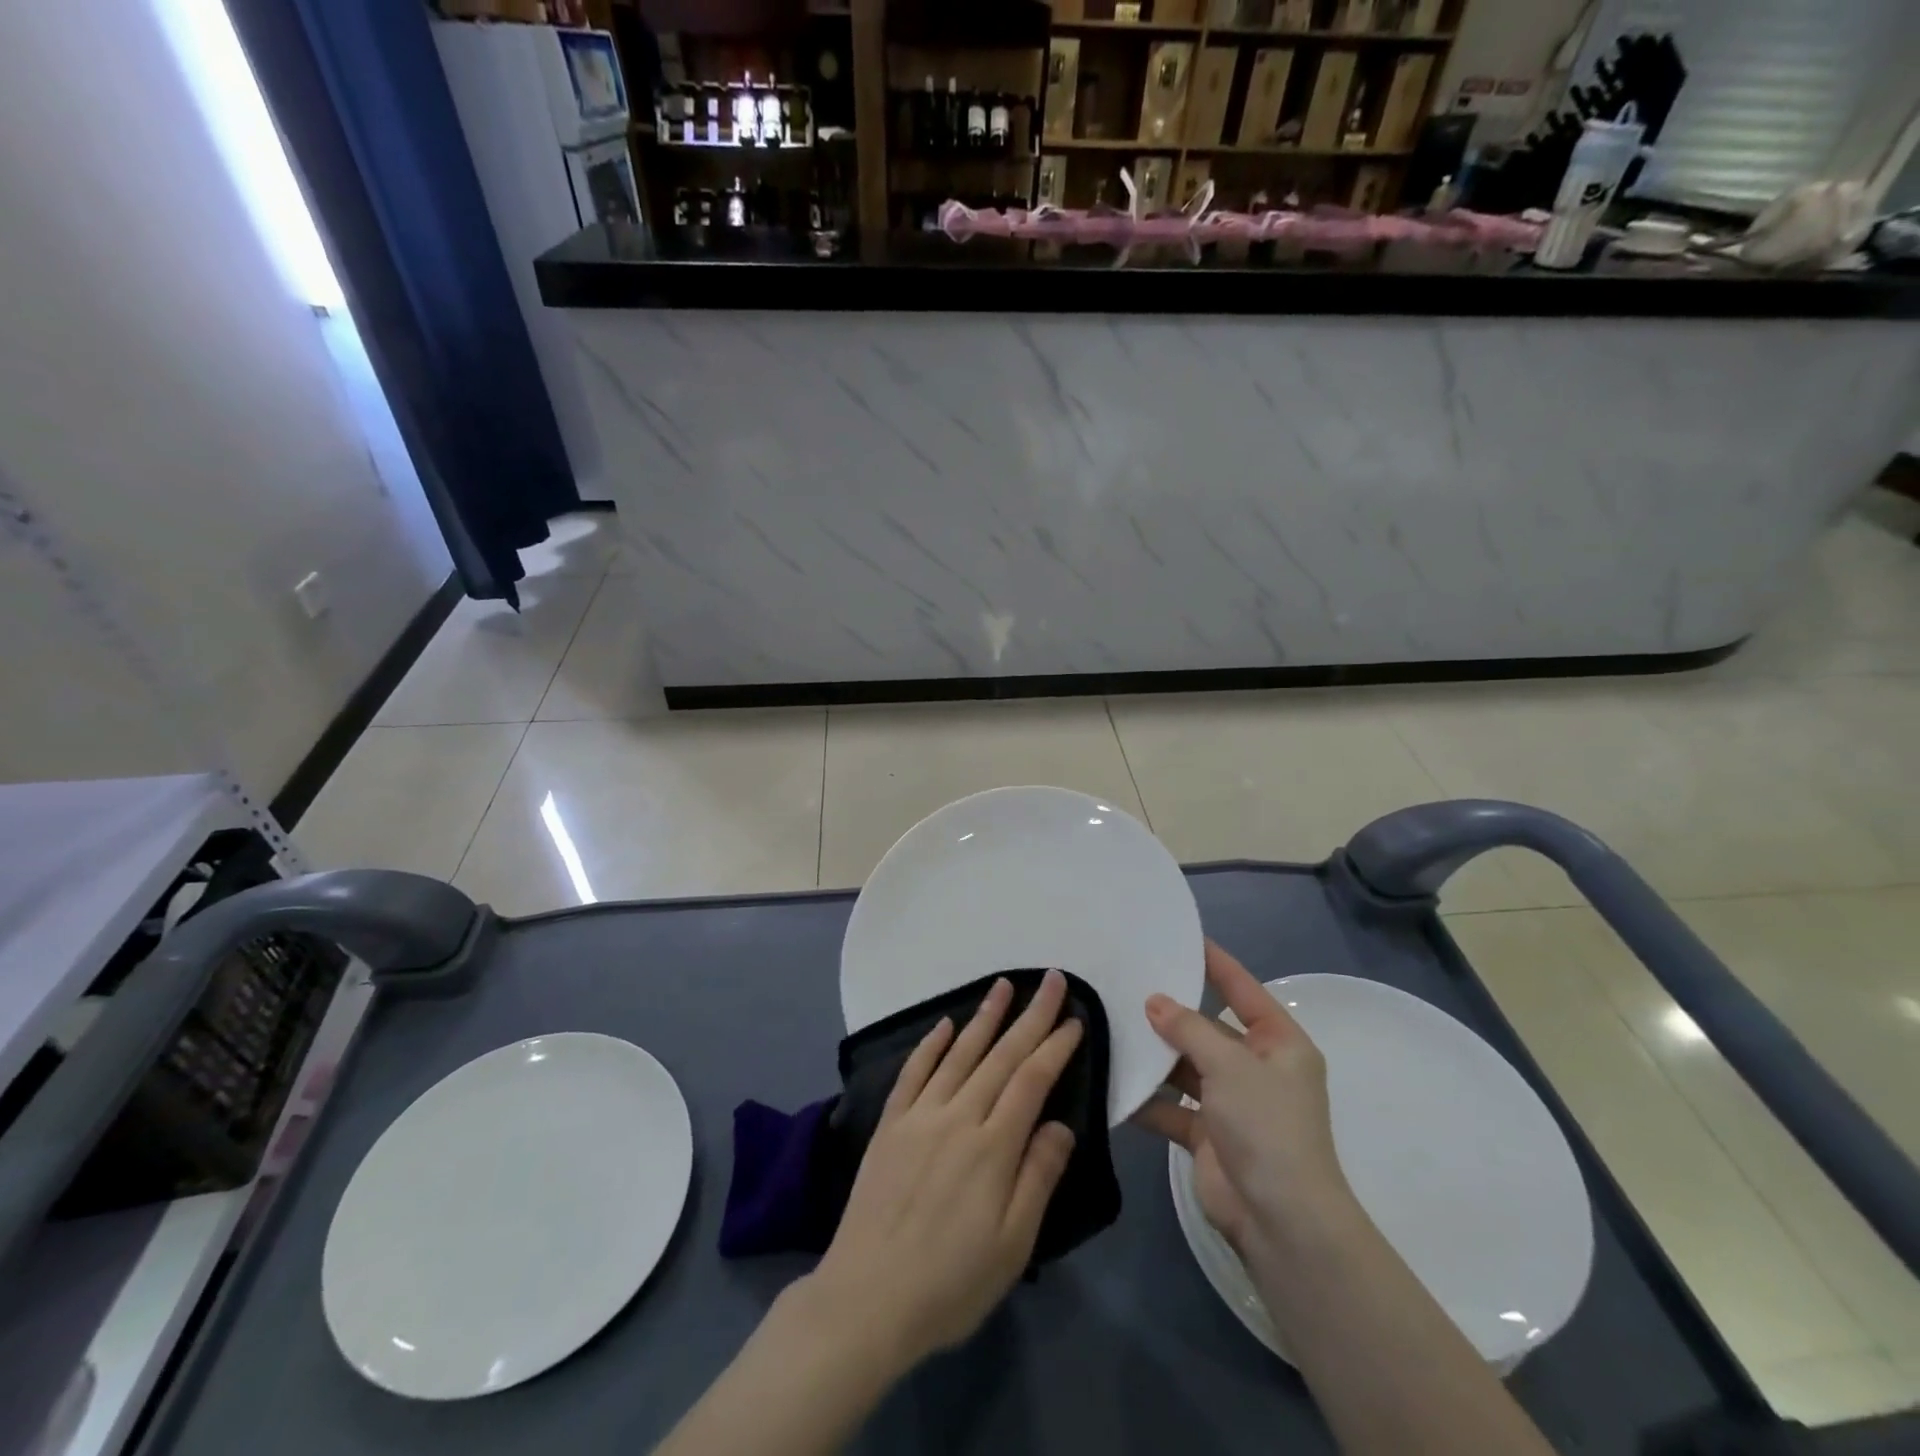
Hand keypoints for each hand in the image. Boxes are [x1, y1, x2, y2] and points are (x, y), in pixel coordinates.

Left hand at [800, 970, 1082, 1371]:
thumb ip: (1038, 1177)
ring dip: (985, 1016)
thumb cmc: (950, 1282)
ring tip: (1004, 985)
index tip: (1075, 1019)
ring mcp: (919, 1115)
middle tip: (1052, 980)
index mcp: (993, 1146)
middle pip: (1001, 1056)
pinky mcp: (890, 1124)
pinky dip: (930, 1044)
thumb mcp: (1012, 1245)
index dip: (1055, 1047)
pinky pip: (914, 1071)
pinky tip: (945, 1023)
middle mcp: (958, 1116)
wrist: (866, 1299)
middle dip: (1031, 1016)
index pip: (1031, 1081)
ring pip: (959, 1052)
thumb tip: (1062, 1124)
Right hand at [1132, 941, 1356, 1256]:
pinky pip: (1172, 1105)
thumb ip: (1188, 1029)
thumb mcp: (1229, 1065)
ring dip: (1154, 1055)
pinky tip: (1113, 1081)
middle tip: (1127, 980)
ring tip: (1111, 1025)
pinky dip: (1147, 1098)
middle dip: (1171, 1011)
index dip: (1215, 962)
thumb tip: (1154, 1001)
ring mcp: (1231, 1102)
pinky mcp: (1207, 1133)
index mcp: (1278, 1043)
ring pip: (1185, 1065)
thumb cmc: (1266, 1126)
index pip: (1242, 989)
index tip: (1182, 936)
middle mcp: (1255, 1067)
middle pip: (1207, 1027)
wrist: (1280, 1220)